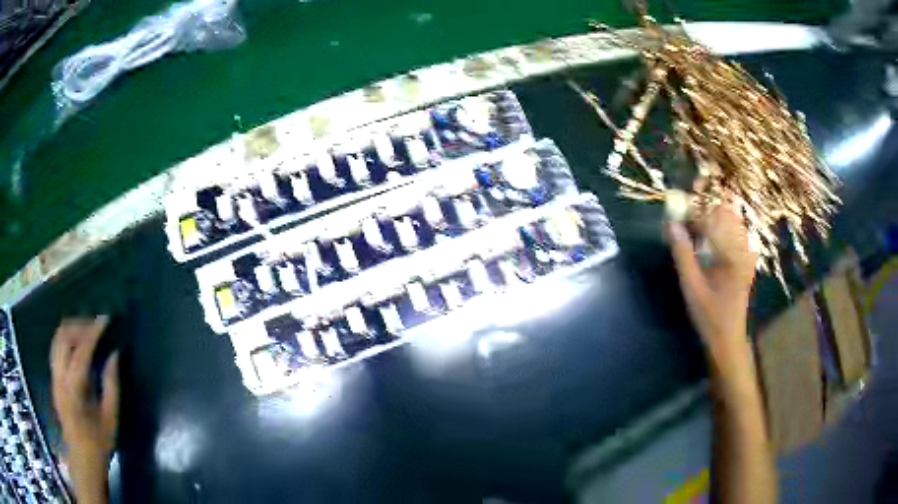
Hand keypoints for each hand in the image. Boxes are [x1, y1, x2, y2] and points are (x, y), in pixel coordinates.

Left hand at [50, 316, 117, 502]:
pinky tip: (76, 344)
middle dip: (81, 325)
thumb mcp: (111, 417)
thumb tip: (114, 354)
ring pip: (57, 338)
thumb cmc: (99, 441)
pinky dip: (65, 338)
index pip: (82, 349)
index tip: (106, 319)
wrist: (81, 456)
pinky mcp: (53, 378)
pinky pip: (55, 348)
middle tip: (97, 325)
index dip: (94, 331)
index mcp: (75, 387)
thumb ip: (111, 384)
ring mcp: (54, 376)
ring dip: (71, 329)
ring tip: (86, 330)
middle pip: (64, 336)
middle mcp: (60, 376)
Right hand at [667, 203, 756, 367]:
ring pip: (731, 220)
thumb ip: (683, 255)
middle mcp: (743, 248)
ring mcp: (747, 254)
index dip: (694, 212)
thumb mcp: (692, 288)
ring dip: (712, 218)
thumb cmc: (710, 316)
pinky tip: (708, 240)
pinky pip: (735, 234)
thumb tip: (671, 224)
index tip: (677, 215)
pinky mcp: (746, 260)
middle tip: (685, 219)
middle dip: (704, 210)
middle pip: (725, 213)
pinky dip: (720, 230)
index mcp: (733, 254)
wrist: (729, 339)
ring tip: (694, 228)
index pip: (714, 218)